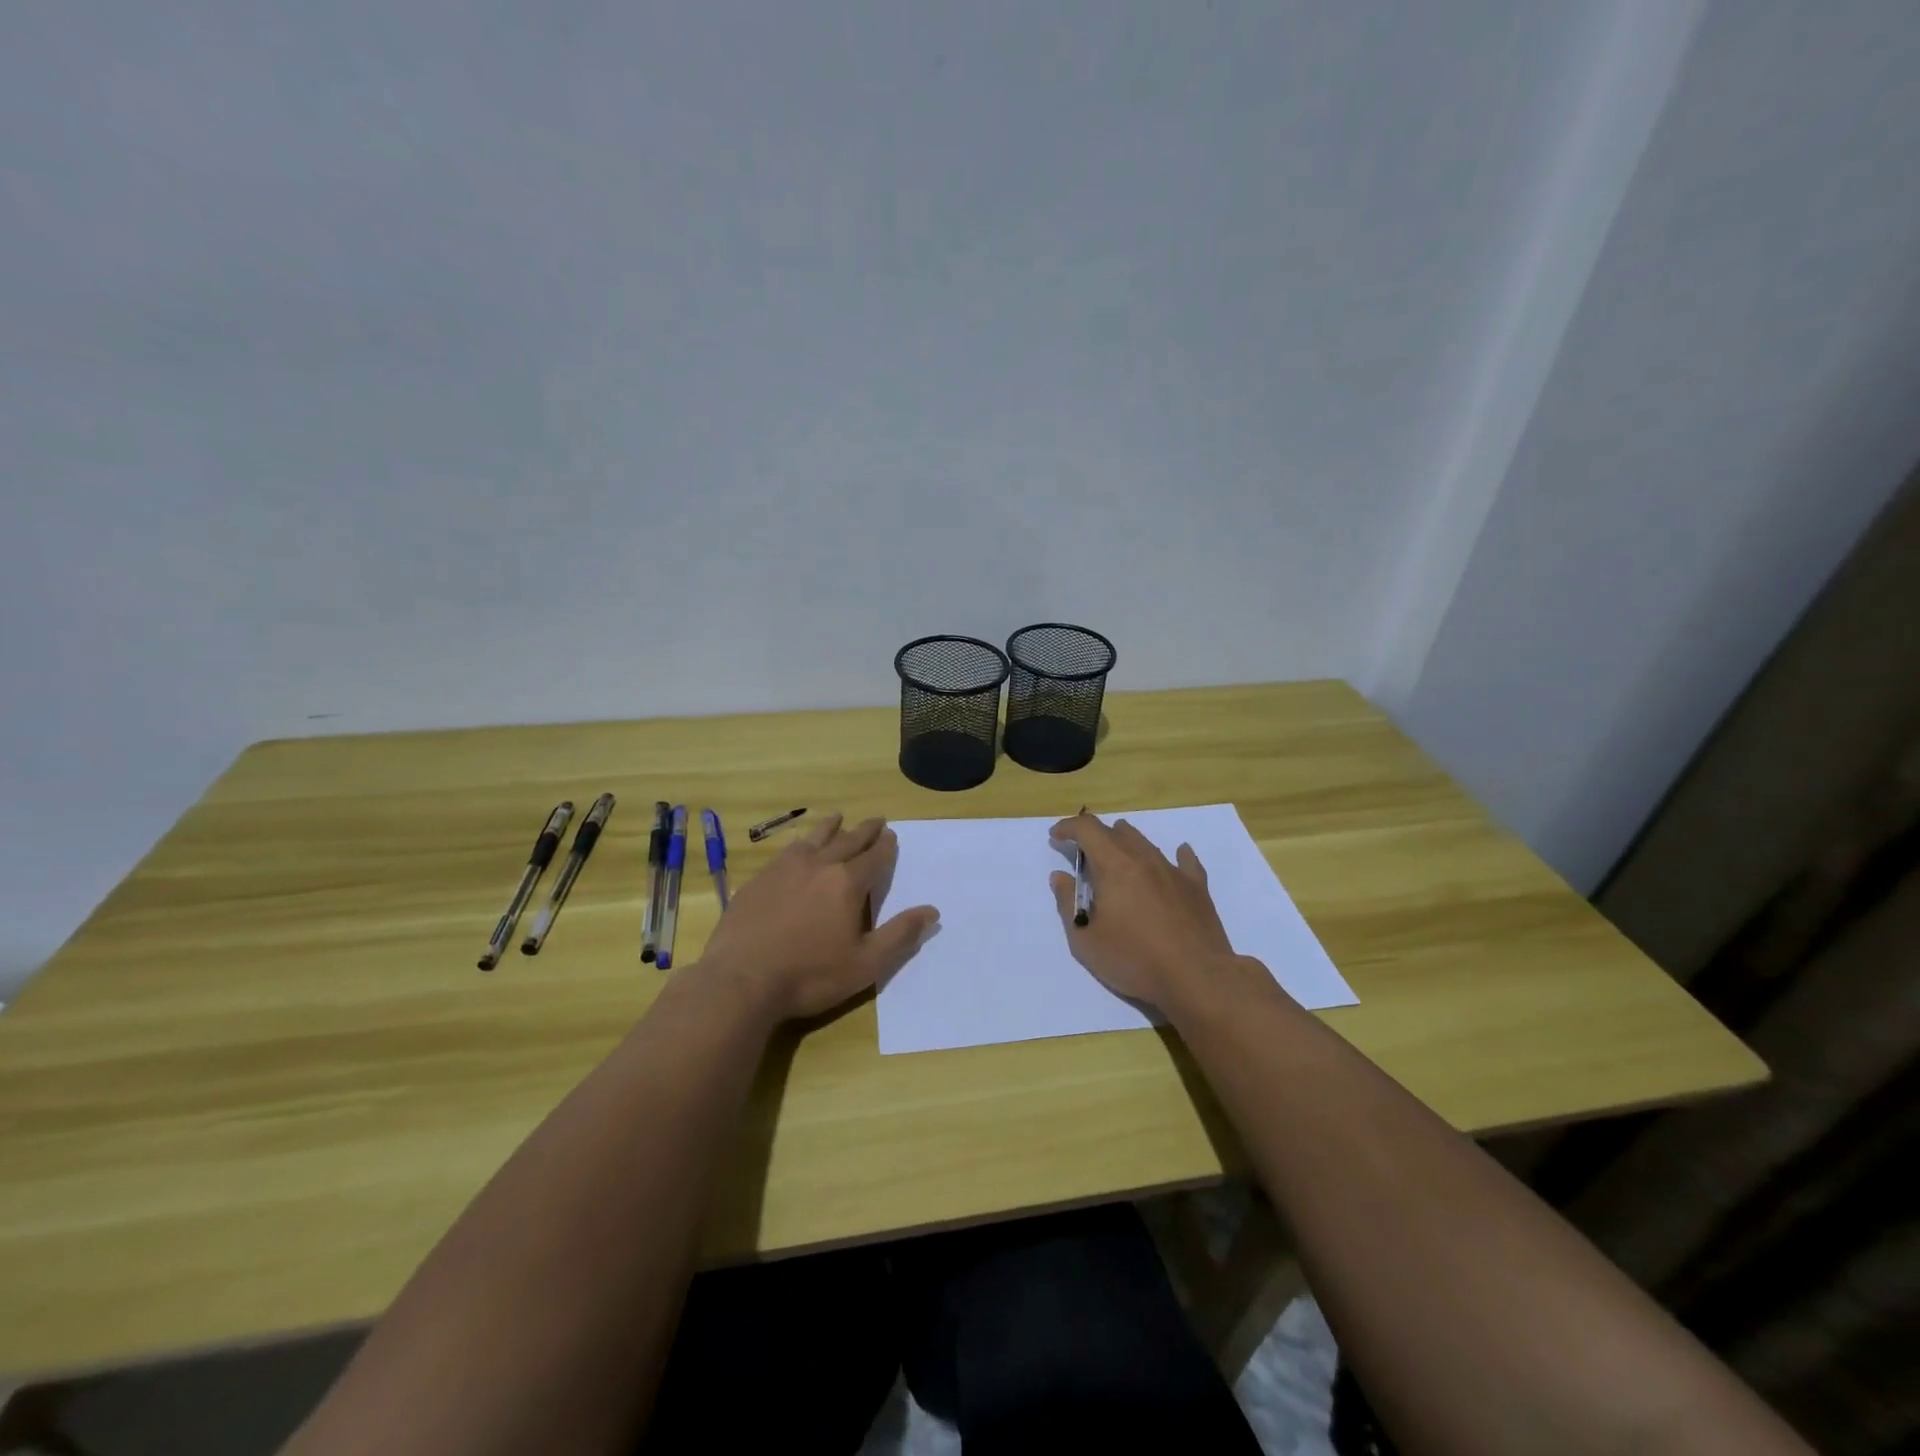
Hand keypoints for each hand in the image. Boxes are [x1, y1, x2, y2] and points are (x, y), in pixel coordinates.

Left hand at [700, 813, 938, 1021]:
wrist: (741, 979)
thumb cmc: (810, 975)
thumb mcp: (865, 964)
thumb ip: (900, 935)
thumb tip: (932, 911)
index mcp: (847, 883)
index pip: (874, 856)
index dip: (885, 846)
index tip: (892, 835)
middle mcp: (819, 865)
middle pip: (847, 840)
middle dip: (865, 830)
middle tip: (876, 821)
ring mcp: (785, 868)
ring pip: (814, 838)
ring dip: (830, 827)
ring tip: (838, 818)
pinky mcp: (759, 879)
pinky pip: (786, 851)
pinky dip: (800, 842)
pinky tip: (797, 847)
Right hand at [1048, 814, 1237, 1008]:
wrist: (1197, 978)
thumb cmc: (1135, 960)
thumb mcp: (1086, 940)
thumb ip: (1068, 904)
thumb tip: (1060, 877)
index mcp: (1114, 866)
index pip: (1087, 829)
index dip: (1068, 827)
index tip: (1056, 837)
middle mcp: (1144, 859)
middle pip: (1116, 832)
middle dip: (1093, 837)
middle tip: (1082, 855)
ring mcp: (1173, 871)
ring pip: (1145, 842)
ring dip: (1125, 843)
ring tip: (1117, 856)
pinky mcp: (1196, 887)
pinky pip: (1185, 860)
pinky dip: (1175, 854)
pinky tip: (1177, 855)